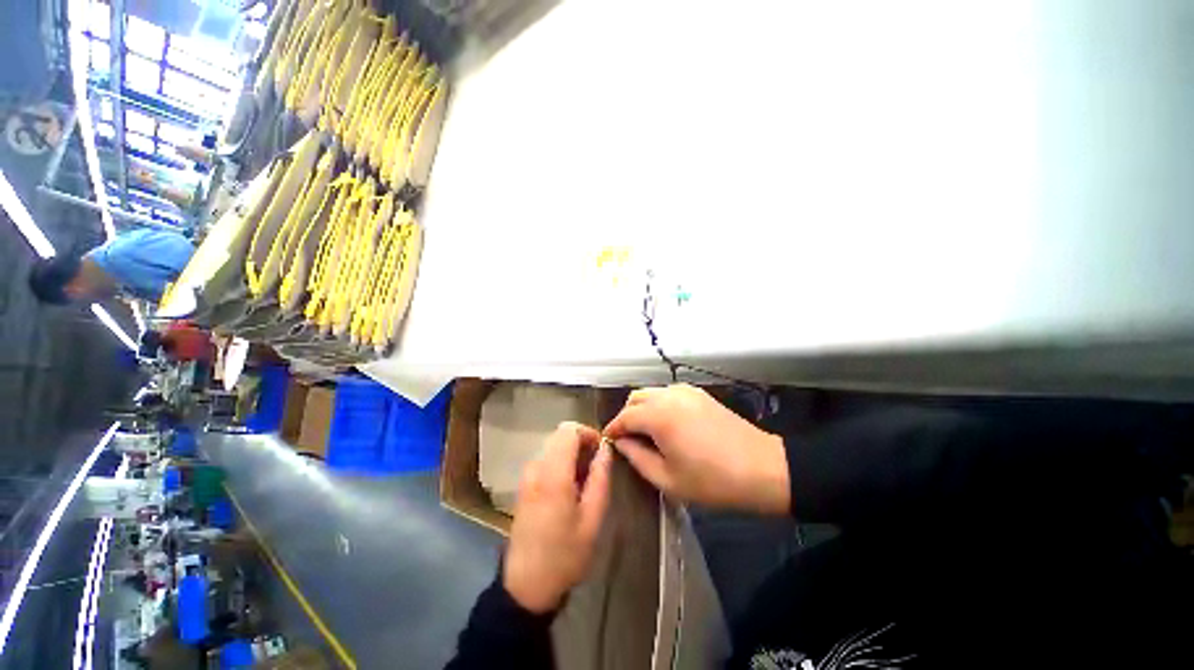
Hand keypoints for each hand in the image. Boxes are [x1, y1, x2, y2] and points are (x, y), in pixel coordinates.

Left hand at [503, 422, 612, 613]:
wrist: (526, 586)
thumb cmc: (564, 554)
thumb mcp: (593, 519)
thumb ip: (600, 478)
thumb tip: (605, 449)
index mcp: (553, 474)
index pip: (568, 430)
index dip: (588, 433)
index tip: (602, 451)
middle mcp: (536, 467)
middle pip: (560, 435)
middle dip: (581, 443)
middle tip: (596, 468)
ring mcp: (527, 476)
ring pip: (553, 446)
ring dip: (572, 454)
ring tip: (585, 481)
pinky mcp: (524, 485)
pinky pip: (546, 459)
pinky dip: (561, 463)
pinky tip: (570, 488)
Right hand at [604, 384, 789, 514]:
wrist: (763, 468)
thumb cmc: (713, 480)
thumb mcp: (667, 479)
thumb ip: (637, 457)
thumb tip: (621, 443)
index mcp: (659, 415)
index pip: (624, 416)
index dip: (613, 429)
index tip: (608, 442)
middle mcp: (669, 395)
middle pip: (635, 398)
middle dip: (625, 416)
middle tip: (627, 440)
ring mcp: (685, 390)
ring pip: (651, 393)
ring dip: (641, 409)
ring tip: (646, 433)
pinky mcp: (699, 393)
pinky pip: (667, 393)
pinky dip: (658, 404)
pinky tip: (666, 424)